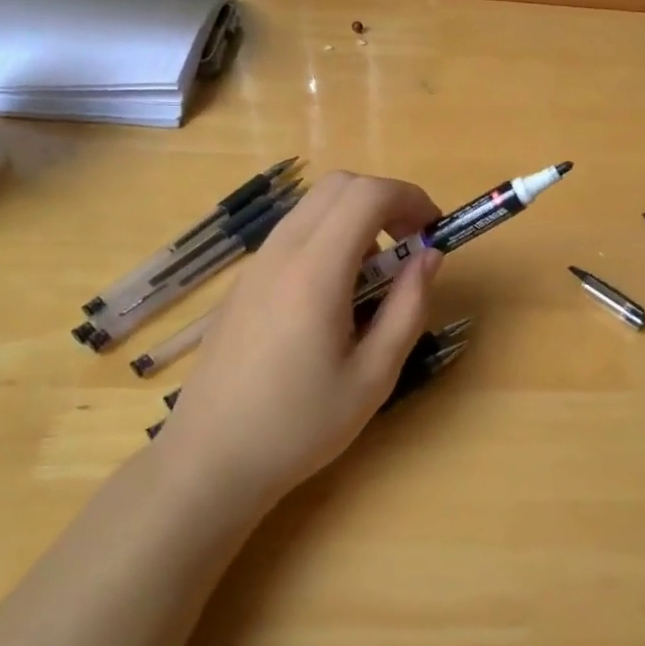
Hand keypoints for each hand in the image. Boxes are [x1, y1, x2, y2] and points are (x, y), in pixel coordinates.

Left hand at [165, 172, 442, 507]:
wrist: (210, 460)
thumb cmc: (300, 425)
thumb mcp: (374, 375)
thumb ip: (408, 307)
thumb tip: (429, 256)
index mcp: (315, 272)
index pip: (368, 195)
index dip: (410, 198)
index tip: (434, 230)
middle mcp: (281, 253)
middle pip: (338, 185)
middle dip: (385, 200)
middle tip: (409, 245)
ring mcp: (255, 265)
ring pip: (313, 206)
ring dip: (355, 218)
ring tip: (375, 276)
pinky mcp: (243, 282)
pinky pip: (293, 234)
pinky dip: (328, 237)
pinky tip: (335, 295)